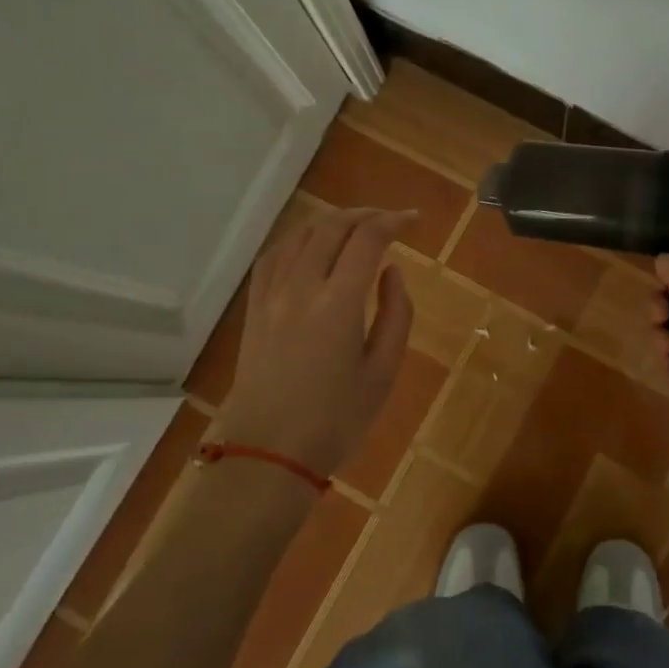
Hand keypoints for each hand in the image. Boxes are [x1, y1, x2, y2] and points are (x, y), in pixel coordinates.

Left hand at [216, 207, 416, 478]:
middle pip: (331, 227)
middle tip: (391, 221)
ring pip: (300, 234)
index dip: (394, 221)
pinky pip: (273, 255)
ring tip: (356, 228)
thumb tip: (392, 272)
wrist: (268, 452)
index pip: (367, 239)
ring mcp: (271, 295)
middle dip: (365, 215)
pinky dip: (298, 238)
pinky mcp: (253, 308)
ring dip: (332, 222)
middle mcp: (301, 287)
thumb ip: (396, 314)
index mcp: (338, 303)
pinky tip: (311, 245)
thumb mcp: (383, 372)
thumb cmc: (336, 419)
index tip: (414, 221)